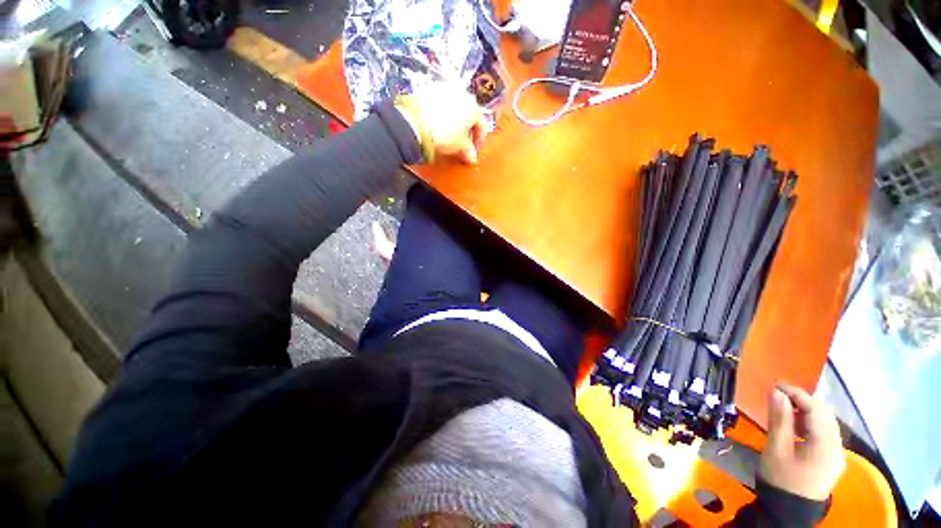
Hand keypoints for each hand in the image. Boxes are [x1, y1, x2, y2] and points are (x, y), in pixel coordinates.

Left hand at [394, 83, 488, 163]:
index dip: (479, 140)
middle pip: (468, 113)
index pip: (481, 124)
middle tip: (462, 142)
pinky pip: (439, 103)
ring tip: (448, 133)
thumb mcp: (459, 146)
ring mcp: (444, 89)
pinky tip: (436, 124)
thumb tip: (472, 158)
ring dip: (454, 120)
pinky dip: (440, 113)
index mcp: (473, 106)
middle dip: (466, 129)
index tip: (474, 150)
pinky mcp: (428, 89)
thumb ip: (468, 151)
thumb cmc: (443, 133)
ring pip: (454, 106)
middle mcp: (461, 93)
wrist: (414, 122)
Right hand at [759, 384, 844, 501]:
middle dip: (803, 401)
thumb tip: (776, 392)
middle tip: (779, 396)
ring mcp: (837, 453)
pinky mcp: (832, 458)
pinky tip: (796, 427)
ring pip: (826, 422)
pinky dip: (811, 423)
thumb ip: (779, 419)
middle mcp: (837, 446)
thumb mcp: (776, 448)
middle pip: (825, 414)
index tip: (775, 386)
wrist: (789, 510)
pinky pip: (825, 432)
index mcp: (825, 444)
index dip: (797, 394)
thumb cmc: (780, 478)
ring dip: (807, 411)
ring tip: (785, 409)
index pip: (816, 409)